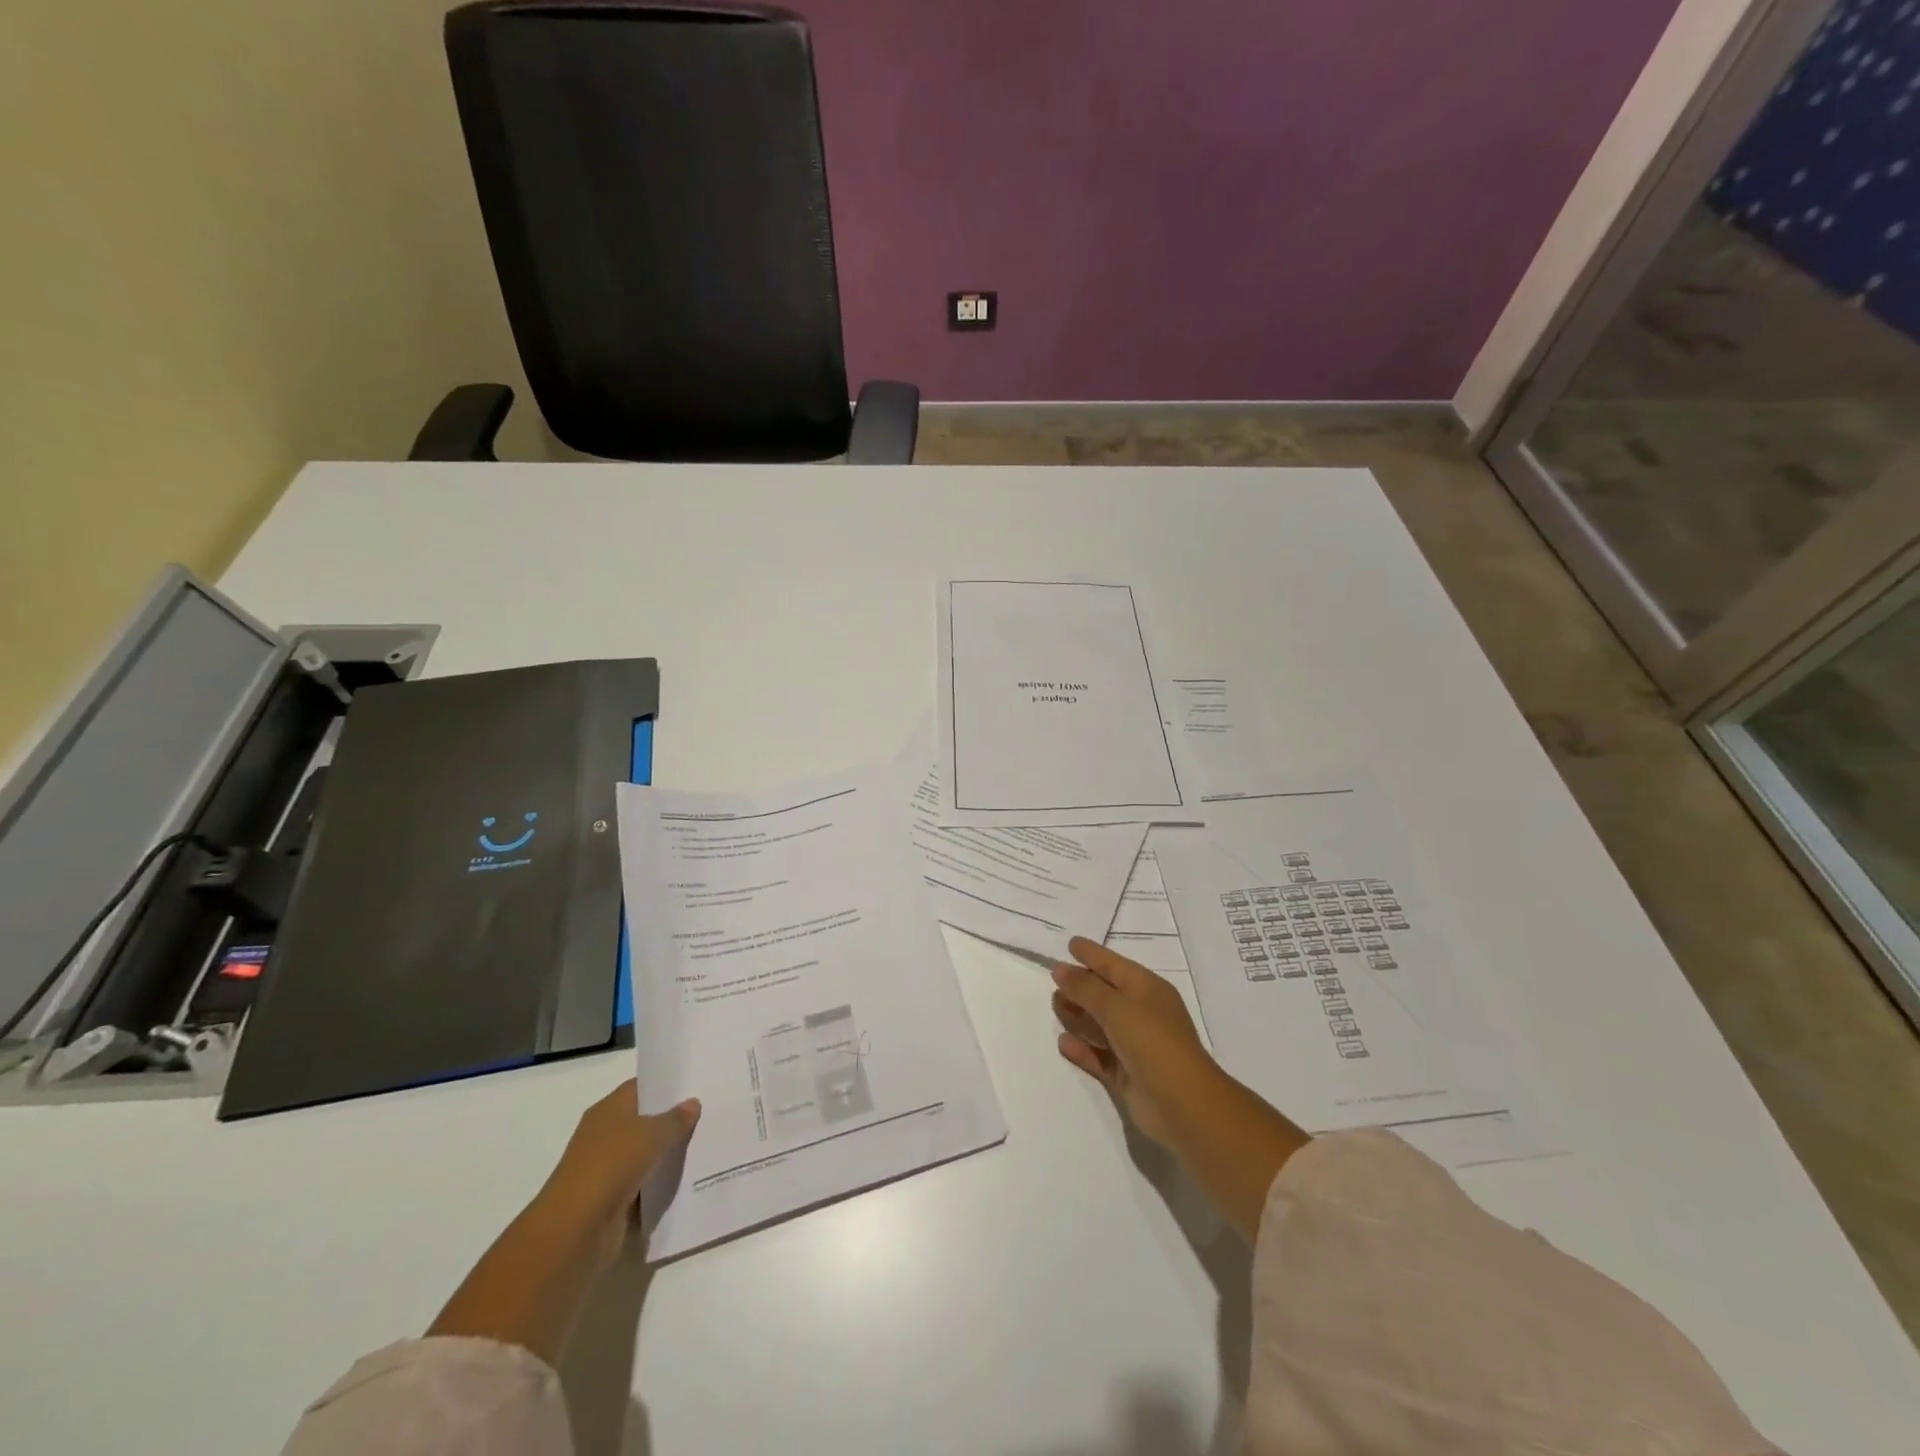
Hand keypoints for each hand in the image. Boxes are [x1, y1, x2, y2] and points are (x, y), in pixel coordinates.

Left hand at [540, 1079, 700, 1269]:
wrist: (575, 1230)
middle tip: (709, 1112)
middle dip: (673, 1119)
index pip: (641, 1087)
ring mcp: (607, 1168)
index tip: (696, 1085)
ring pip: (646, 1153)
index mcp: (609, 1109)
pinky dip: (660, 1182)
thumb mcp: (652, 1133)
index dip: (667, 1085)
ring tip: (706, 1143)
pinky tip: (688, 1177)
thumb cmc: (611, 1165)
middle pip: (645, 1120)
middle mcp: (605, 1134)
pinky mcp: (612, 1199)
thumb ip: (676, 1118)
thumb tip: (692, 1103)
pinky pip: (644, 1183)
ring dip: (668, 1153)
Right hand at [1052, 937, 1222, 1149]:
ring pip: (1100, 1024)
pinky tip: (1062, 1042)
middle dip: (1081, 986)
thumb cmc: (1152, 1041)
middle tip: (1053, 980)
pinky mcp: (1127, 1074)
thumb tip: (1060, 969)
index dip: (1092, 954)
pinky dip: (1082, 1048)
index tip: (1070, 944)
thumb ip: (1085, 987)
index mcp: (1147, 989)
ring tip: (1054, 1006)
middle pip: (1105, 994)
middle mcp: (1142, 1013)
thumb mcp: (1116, 1007)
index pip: (1113, 965)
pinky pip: (1098, 1055)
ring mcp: (1135, 1045)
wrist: (1183, 1104)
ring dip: (1078, 1015)